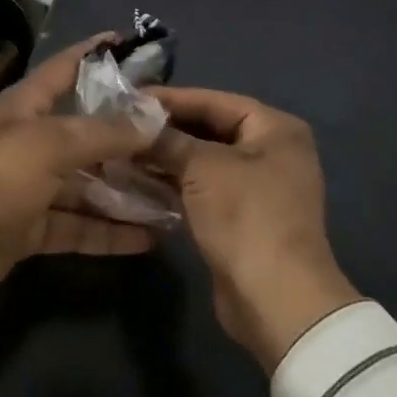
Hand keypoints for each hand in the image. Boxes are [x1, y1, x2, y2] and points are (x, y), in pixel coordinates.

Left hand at [0, 35, 160, 318]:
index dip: (97, 53)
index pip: (67, 68)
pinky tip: (149, 238)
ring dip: (127, 191)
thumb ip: (102, 132)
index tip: (136, 44)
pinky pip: (79, 225)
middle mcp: (31, 141)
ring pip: (88, 184)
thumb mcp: (48, 146)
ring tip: (176, 197)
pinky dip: (109, 231)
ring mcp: (31, 187)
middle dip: (129, 136)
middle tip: (179, 140)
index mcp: (26, 108)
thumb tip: (153, 116)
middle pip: (87, 132)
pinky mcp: (31, 228)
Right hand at [143, 87, 360, 369]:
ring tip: (121, 152)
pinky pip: (202, 188)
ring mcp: (257, 186)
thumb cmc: (245, 216)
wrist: (275, 299)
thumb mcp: (202, 167)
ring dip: (165, 157)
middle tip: (121, 125)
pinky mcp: (241, 216)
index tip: (129, 97)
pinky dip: (174, 183)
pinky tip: (138, 180)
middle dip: (165, 130)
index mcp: (275, 128)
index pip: (214, 101)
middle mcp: (271, 151)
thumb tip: (135, 123)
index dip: (171, 98)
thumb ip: (168, 139)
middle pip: (209, 129)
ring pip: (203, 161)